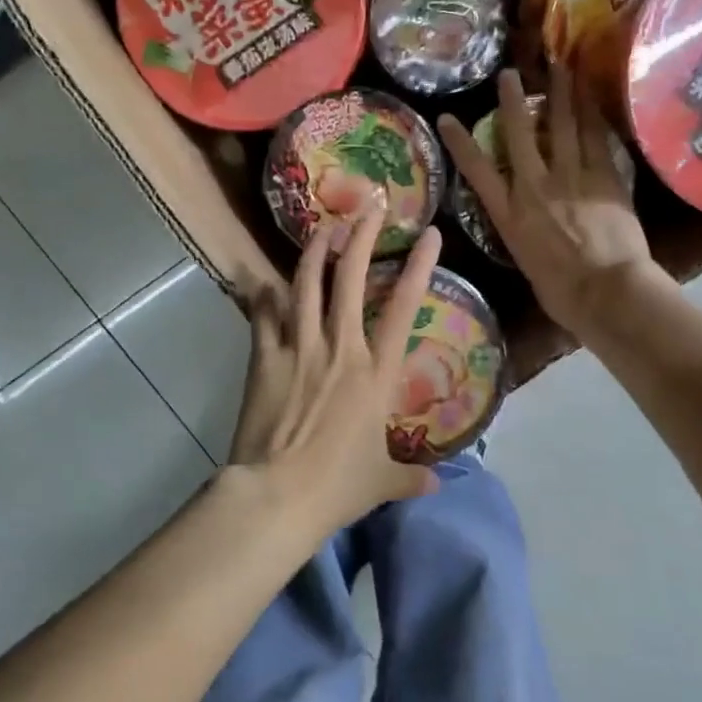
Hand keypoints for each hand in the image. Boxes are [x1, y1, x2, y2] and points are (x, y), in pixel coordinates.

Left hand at [228, 199, 443, 538]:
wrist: (278, 494)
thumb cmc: (337, 486)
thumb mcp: (382, 481)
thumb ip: (411, 477)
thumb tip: (438, 484)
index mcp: (375, 373)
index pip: (403, 309)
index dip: (419, 268)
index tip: (429, 234)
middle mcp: (340, 348)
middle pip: (351, 280)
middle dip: (361, 237)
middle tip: (369, 207)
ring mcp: (299, 348)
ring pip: (306, 285)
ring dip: (314, 251)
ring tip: (321, 228)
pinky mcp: (265, 358)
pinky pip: (264, 315)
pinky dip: (264, 295)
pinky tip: (263, 280)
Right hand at [440, 65, 652, 337]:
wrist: (607, 292)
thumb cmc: (563, 294)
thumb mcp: (527, 264)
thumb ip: (525, 235)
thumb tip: (531, 226)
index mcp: (510, 215)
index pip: (477, 171)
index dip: (460, 142)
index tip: (447, 117)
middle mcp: (535, 187)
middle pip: (520, 134)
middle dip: (513, 100)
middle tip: (510, 73)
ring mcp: (571, 177)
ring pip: (563, 126)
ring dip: (562, 94)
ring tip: (562, 67)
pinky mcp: (604, 177)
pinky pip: (597, 138)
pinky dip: (594, 115)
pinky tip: (594, 97)